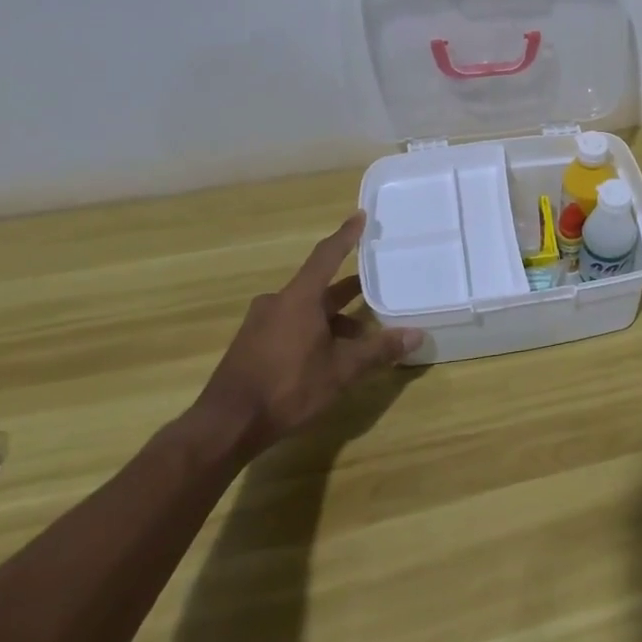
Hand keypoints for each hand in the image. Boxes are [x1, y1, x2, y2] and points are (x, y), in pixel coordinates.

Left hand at [187, 211, 422, 462]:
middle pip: (319, 286)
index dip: (346, 235)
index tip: (360, 216)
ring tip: (359, 336)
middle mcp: (278, 302)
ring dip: (332, 318)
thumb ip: (378, 350)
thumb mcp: (341, 371)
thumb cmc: (287, 388)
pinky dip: (313, 331)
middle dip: (348, 289)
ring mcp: (260, 324)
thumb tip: (416, 335)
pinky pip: (290, 325)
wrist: (225, 425)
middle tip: (375, 285)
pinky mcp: (251, 345)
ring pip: (305, 309)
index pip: (327, 255)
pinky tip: (327, 356)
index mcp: (299, 298)